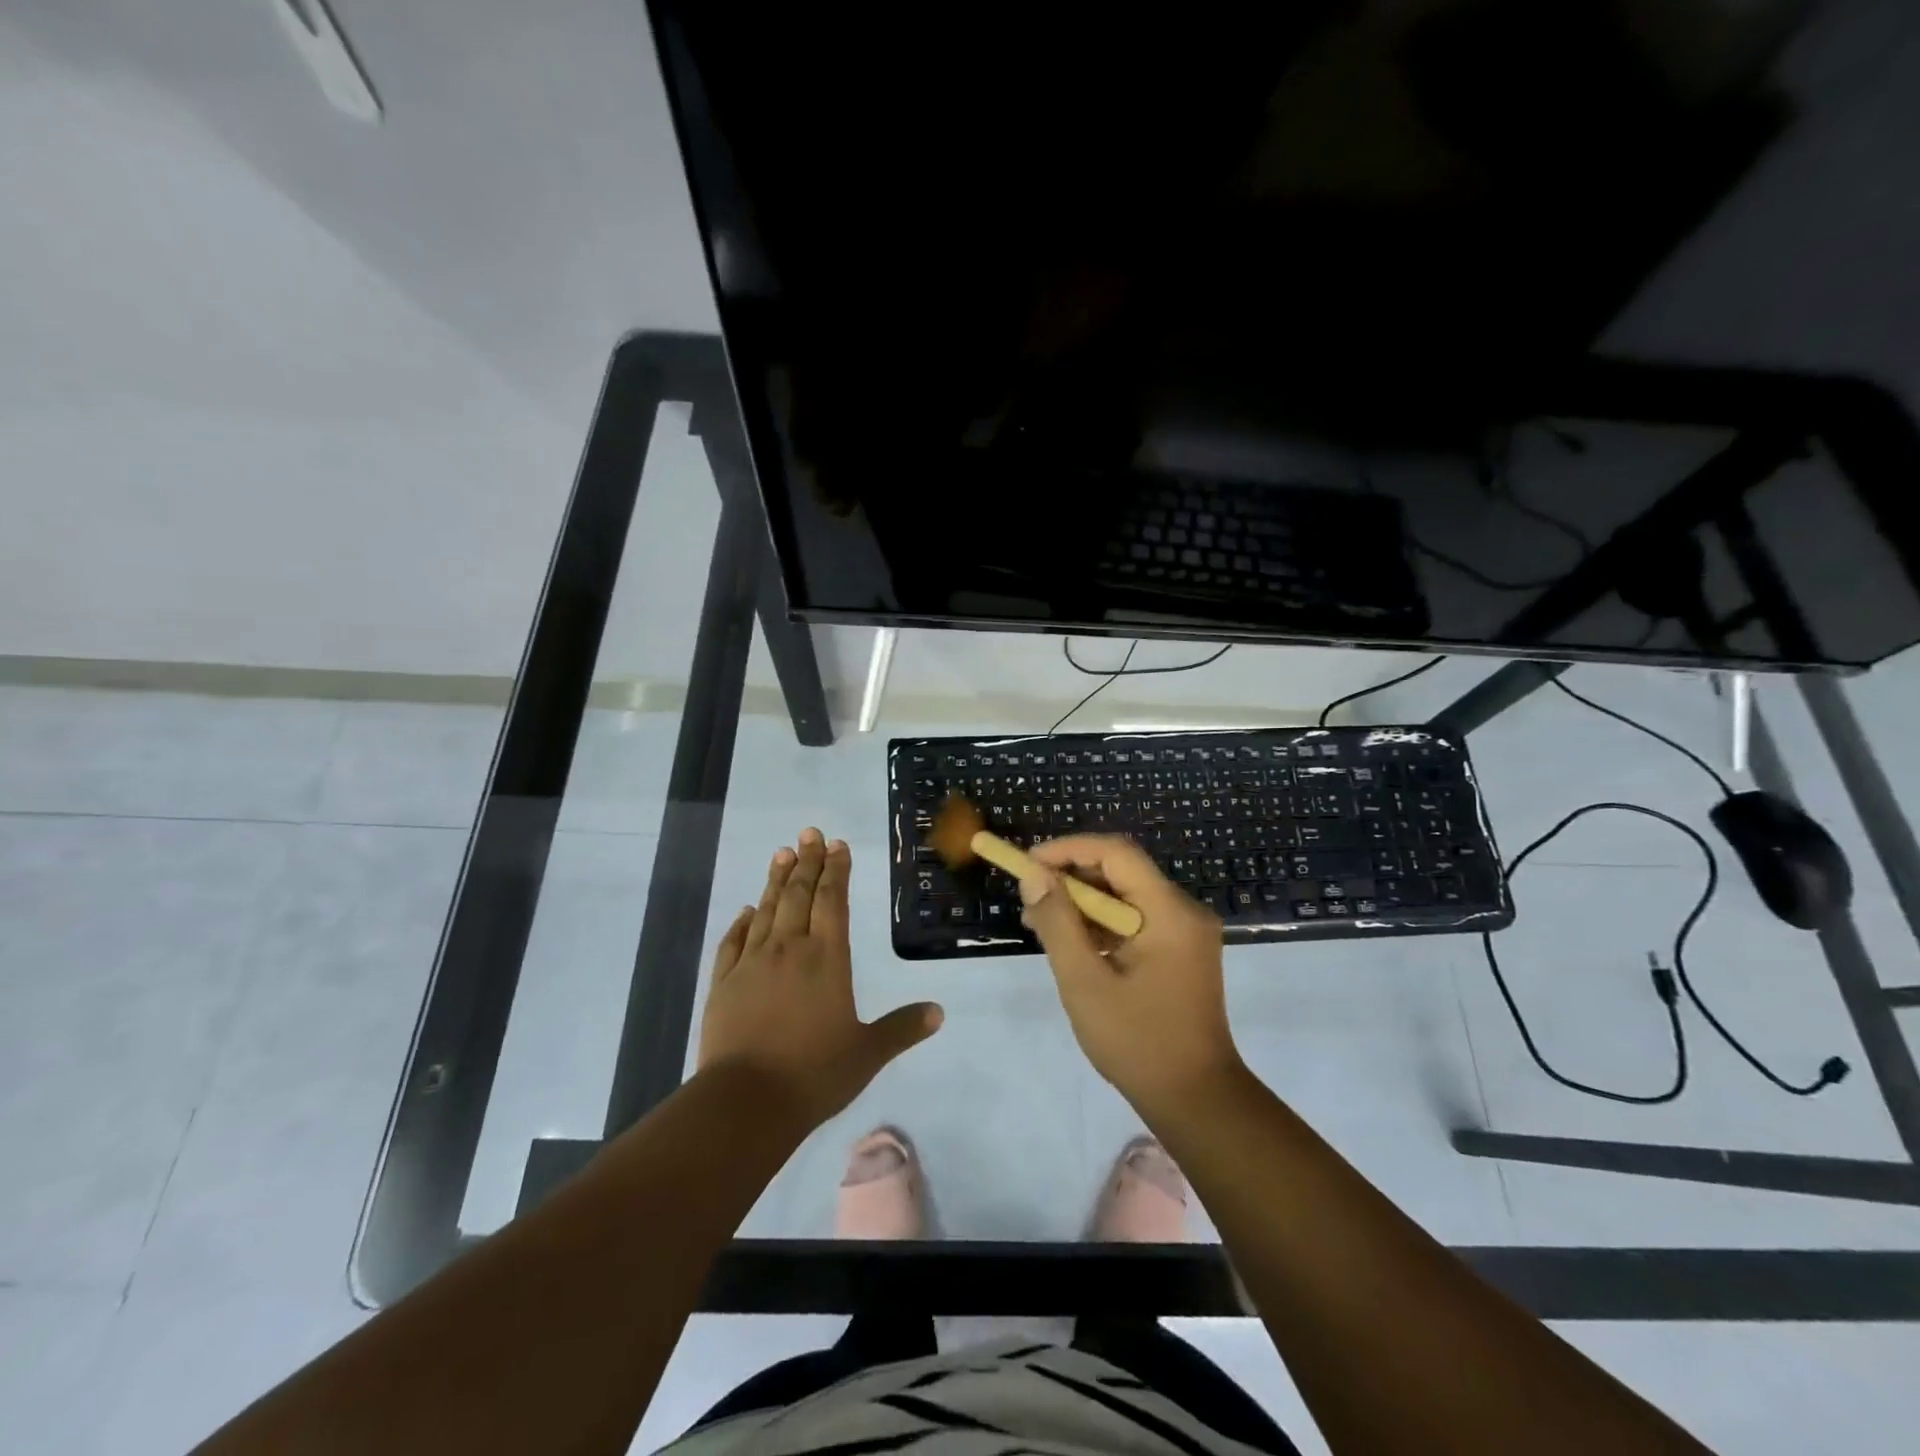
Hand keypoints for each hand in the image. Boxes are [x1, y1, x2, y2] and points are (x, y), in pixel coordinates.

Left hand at [699, 829, 943, 1125]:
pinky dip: (741, 922)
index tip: (837, 845)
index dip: (836, 871)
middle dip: (807, 862)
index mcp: (826, 958)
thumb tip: (939, 1012)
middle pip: (799, 895)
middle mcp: (789, 949)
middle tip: (810, 833)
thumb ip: (902, 1028)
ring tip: (782, 853)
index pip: (832, 902)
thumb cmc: (814, 1074)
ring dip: (776, 880)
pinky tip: (745, 910)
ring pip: (766, 910)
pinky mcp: (723, 983)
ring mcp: (751, 963)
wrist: (745, 1102)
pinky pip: (732, 942)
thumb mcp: (868, 1053)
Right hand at [1018, 835, 1241, 1115]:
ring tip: (1039, 921)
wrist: (1196, 1101)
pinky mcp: (1180, 952)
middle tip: (1029, 895)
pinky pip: (1135, 919)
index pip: (1116, 853)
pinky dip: (1101, 924)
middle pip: (1121, 871)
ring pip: (1125, 895)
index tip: (1028, 863)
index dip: (1068, 849)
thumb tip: (1033, 874)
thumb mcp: (1084, 981)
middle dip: (1071, 876)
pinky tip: (1069, 942)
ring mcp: (1186, 932)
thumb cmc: (1137, 1041)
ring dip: (1082, 901)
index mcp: (1170, 911)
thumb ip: (1057, 922)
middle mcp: (1184, 911)